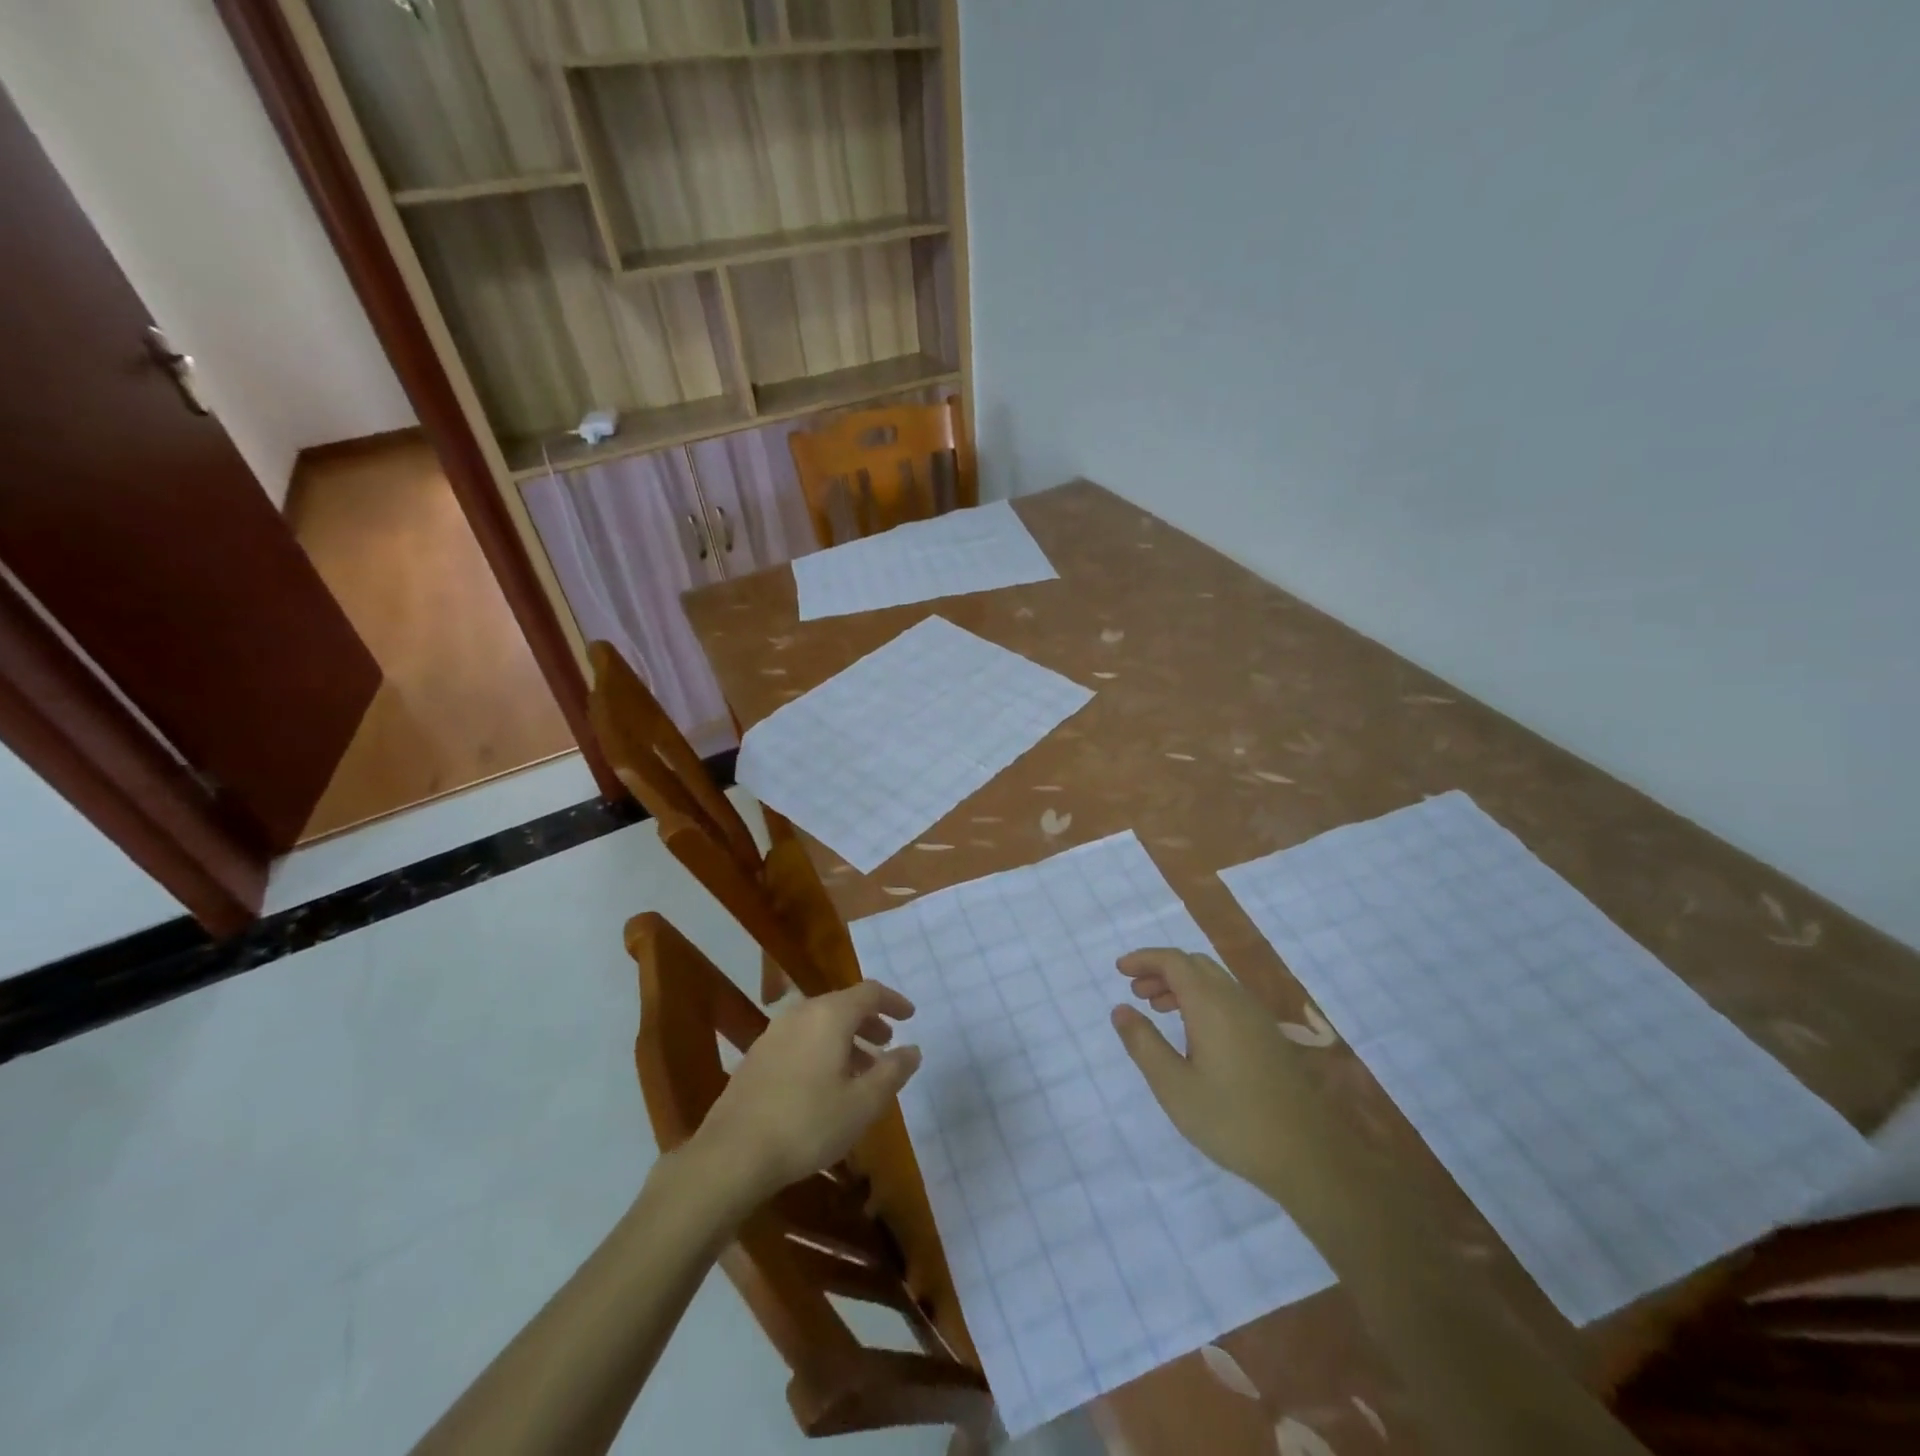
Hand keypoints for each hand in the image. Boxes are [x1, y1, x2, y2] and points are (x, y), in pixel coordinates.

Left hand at [691, 980, 922, 1207]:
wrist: (732, 1154)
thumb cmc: (807, 1123)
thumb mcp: (862, 1104)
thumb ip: (892, 1072)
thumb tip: (913, 1050)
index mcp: (829, 1015)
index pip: (869, 992)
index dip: (893, 1002)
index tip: (910, 1017)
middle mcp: (800, 1013)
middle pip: (843, 1005)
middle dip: (869, 1022)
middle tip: (887, 1044)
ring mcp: (773, 1034)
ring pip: (819, 1024)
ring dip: (845, 1040)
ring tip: (860, 1072)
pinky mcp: (756, 1058)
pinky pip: (800, 1041)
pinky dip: (822, 1051)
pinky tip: (824, 1086)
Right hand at [1111, 948, 1319, 1193]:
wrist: (1306, 1155)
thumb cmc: (1231, 1120)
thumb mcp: (1173, 1086)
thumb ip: (1143, 1043)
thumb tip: (1120, 1009)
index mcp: (1210, 1004)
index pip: (1173, 961)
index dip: (1144, 959)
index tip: (1120, 970)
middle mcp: (1235, 1000)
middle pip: (1194, 964)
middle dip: (1161, 970)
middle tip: (1136, 992)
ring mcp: (1257, 1017)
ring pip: (1213, 981)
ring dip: (1182, 985)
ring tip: (1158, 1010)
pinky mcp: (1269, 1036)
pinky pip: (1228, 999)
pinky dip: (1202, 999)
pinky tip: (1193, 1033)